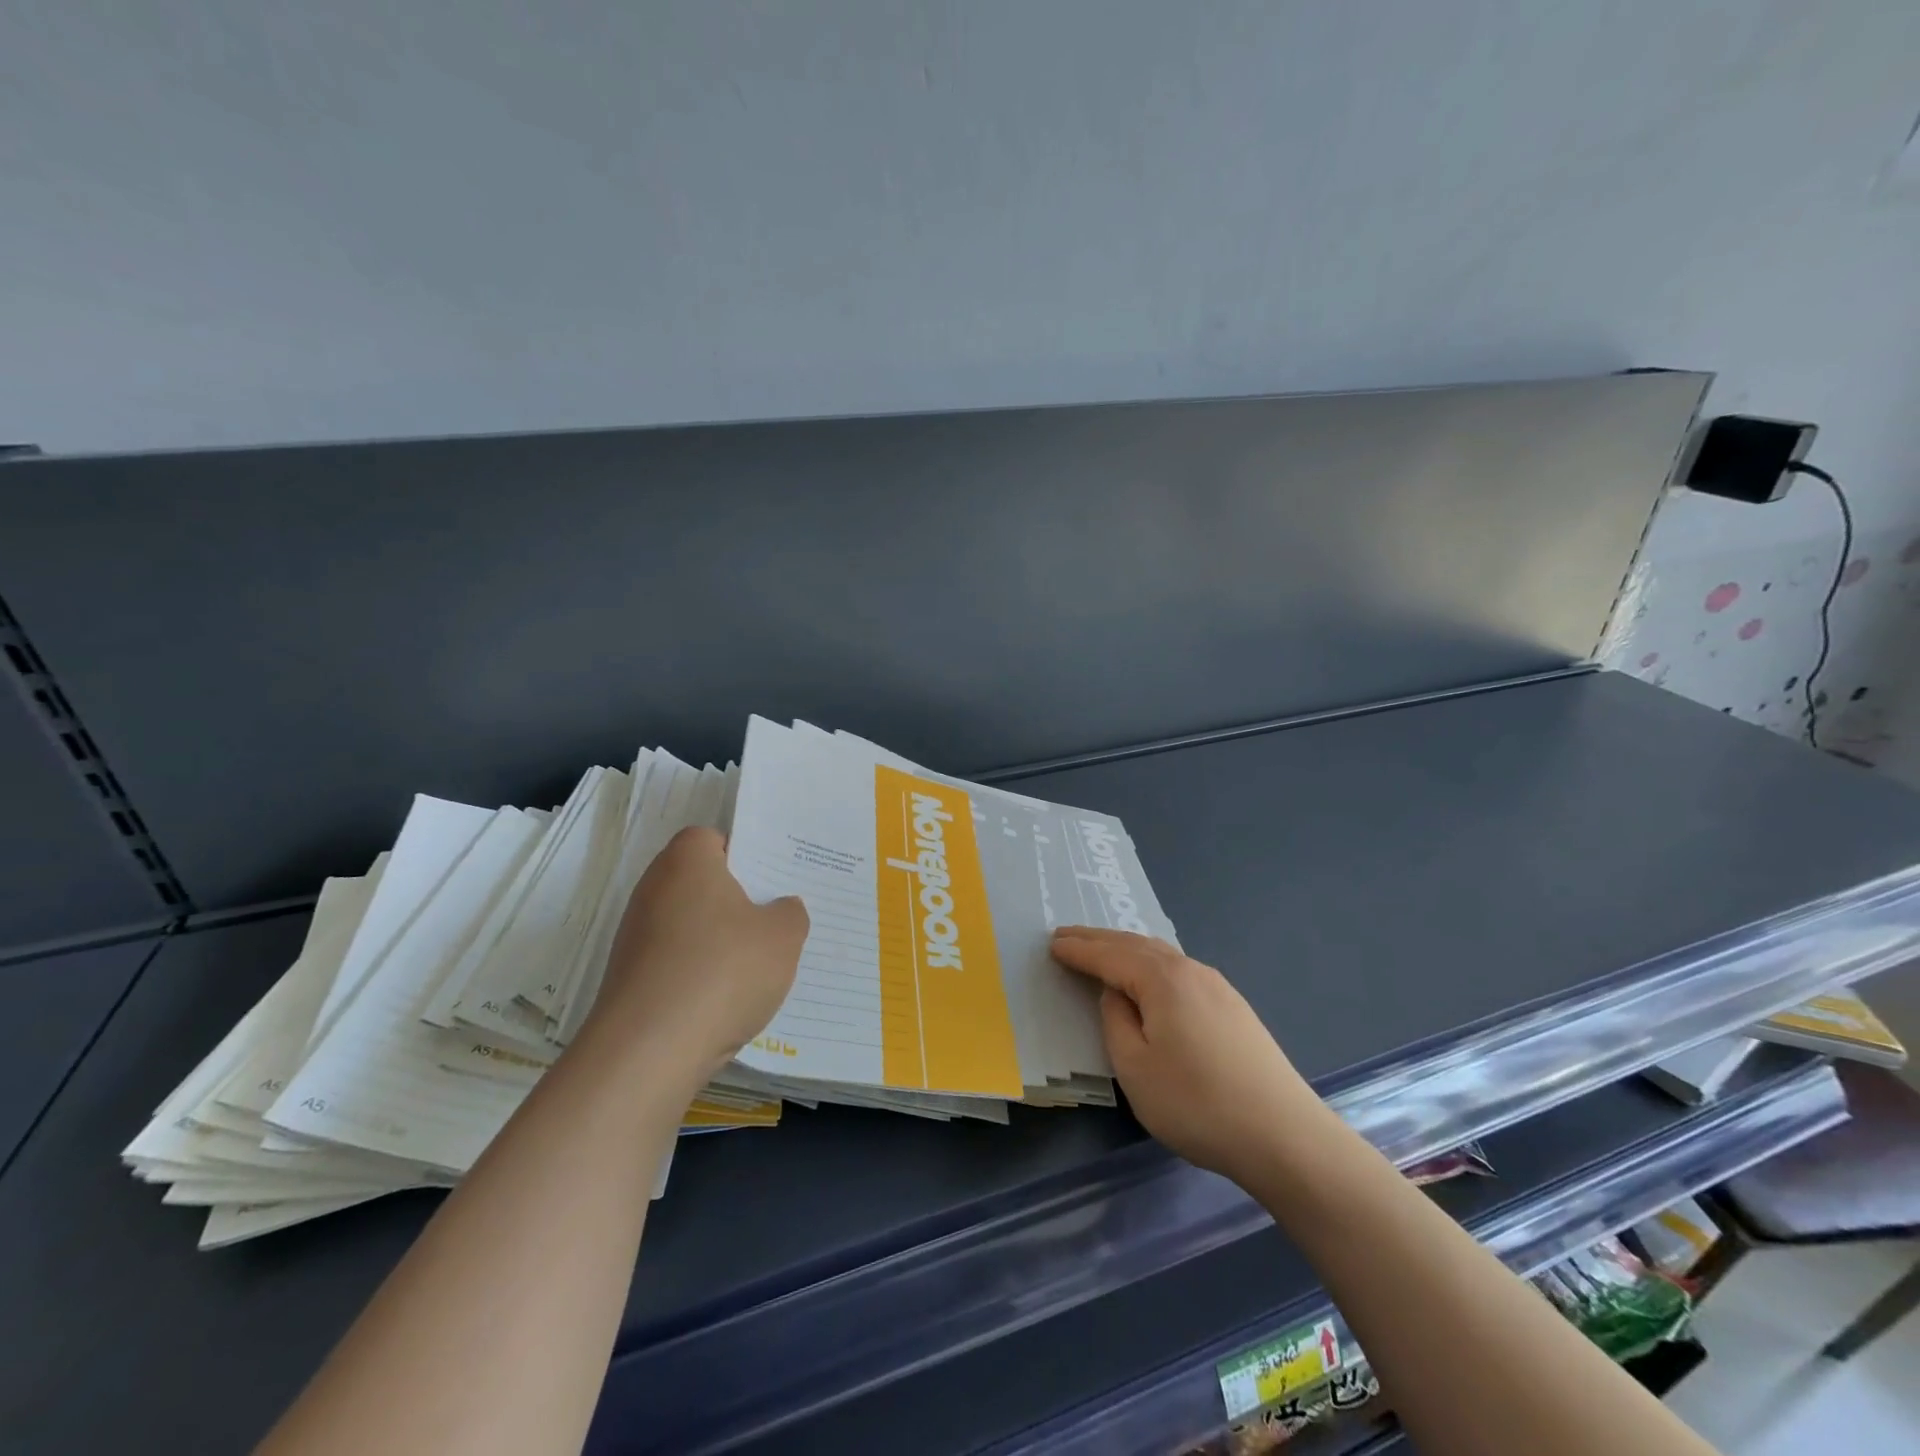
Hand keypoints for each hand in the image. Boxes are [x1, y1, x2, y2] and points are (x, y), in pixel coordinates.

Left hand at [590, 827, 808, 1081]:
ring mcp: (635, 935)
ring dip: (718, 941)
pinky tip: (726, 999)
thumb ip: (790, 913)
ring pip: (689, 924)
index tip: (771, 882)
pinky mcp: (629, 978)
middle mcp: (653, 889)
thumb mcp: (783, 937)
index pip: (712, 839)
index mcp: (687, 861)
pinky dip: (699, 973)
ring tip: (757, 967)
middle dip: (736, 901)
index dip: (743, 856)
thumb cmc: (722, 971)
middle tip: (774, 921)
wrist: (649, 1051)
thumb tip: (780, 909)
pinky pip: (675, 961)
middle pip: (701, 883)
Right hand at [1050, 927, 1330, 1185]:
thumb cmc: (1198, 1104)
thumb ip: (1116, 1022)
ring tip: (1103, 950)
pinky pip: (1179, 970)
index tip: (1052, 943)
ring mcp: (1218, 987)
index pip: (1109, 956)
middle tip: (1068, 935)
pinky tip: (1150, 977)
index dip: (1079, 950)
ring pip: (1161, 955)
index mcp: (1162, 980)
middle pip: (1136, 945)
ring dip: (1127, 949)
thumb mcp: (1136, 1068)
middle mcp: (1191, 970)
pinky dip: (1151, 964)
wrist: (1285, 1136)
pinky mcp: (1234, 1008)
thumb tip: (1116, 996)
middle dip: (1099, 939)